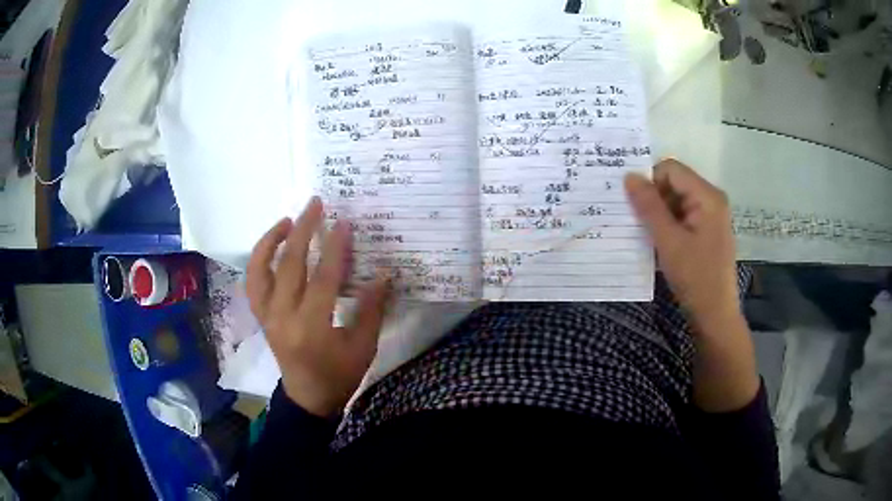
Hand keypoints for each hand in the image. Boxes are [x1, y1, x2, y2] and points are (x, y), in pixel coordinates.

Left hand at [246, 197, 389, 416]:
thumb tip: (383, 273)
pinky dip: (259, 259)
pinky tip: (272, 245)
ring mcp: (267, 315)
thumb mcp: (363, 347)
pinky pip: (253, 282)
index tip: (344, 222)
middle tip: (315, 204)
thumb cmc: (339, 375)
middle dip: (303, 229)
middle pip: (289, 264)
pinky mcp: (261, 316)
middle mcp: (282, 317)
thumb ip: (371, 309)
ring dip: (271, 240)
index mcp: (311, 328)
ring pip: (260, 269)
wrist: (308, 397)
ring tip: (287, 220)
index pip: (322, 278)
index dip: (334, 248)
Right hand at [626, 160, 758, 411]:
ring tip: (646, 234)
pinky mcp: (707, 230)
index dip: (649, 180)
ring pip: (677, 200)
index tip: (633, 204)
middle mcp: (711, 199)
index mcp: (707, 196)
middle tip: (636, 220)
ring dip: (659, 213)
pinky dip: (668, 224)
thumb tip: (629, 176)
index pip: (671, 169)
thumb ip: (649, 206)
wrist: (715, 315)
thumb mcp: (668, 241)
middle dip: (653, 198)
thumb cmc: (695, 277)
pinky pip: (683, 215)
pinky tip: (659, 242)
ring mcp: (711, 215)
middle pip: (675, 182)